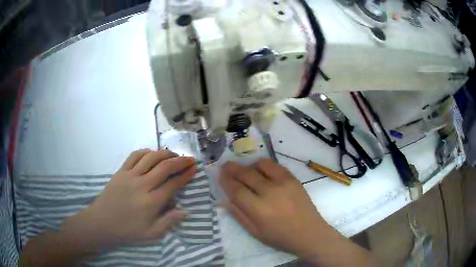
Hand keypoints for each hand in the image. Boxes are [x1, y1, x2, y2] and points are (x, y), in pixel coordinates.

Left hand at [63, 149, 196, 250]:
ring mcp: (130, 175)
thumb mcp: (151, 234)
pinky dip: (145, 152)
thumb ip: (168, 222)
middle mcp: (142, 185)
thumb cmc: (127, 231)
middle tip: (190, 159)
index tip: (195, 169)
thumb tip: (185, 211)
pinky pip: (134, 156)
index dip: (186, 175)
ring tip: (173, 155)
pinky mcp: (120, 171)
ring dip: (165, 153)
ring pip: (150, 157)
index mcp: (151, 202)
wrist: (101, 222)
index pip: (173, 184)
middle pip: (164, 166)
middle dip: (180, 161)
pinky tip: (151, 154)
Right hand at [219, 159, 330, 258]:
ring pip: (260, 165)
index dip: (225, 181)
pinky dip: (264, 165)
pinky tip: (260, 170)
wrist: (309, 232)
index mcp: (258, 210)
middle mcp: (270, 192)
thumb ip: (238, 214)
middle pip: (246, 174)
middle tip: (225, 166)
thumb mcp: (255, 232)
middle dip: (232, 169)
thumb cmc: (280, 236)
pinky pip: (274, 165)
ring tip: (245, 170)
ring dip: (248, 165)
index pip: (236, 190)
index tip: (220, 175)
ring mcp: (283, 183)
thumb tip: (224, 199)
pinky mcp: (293, 178)